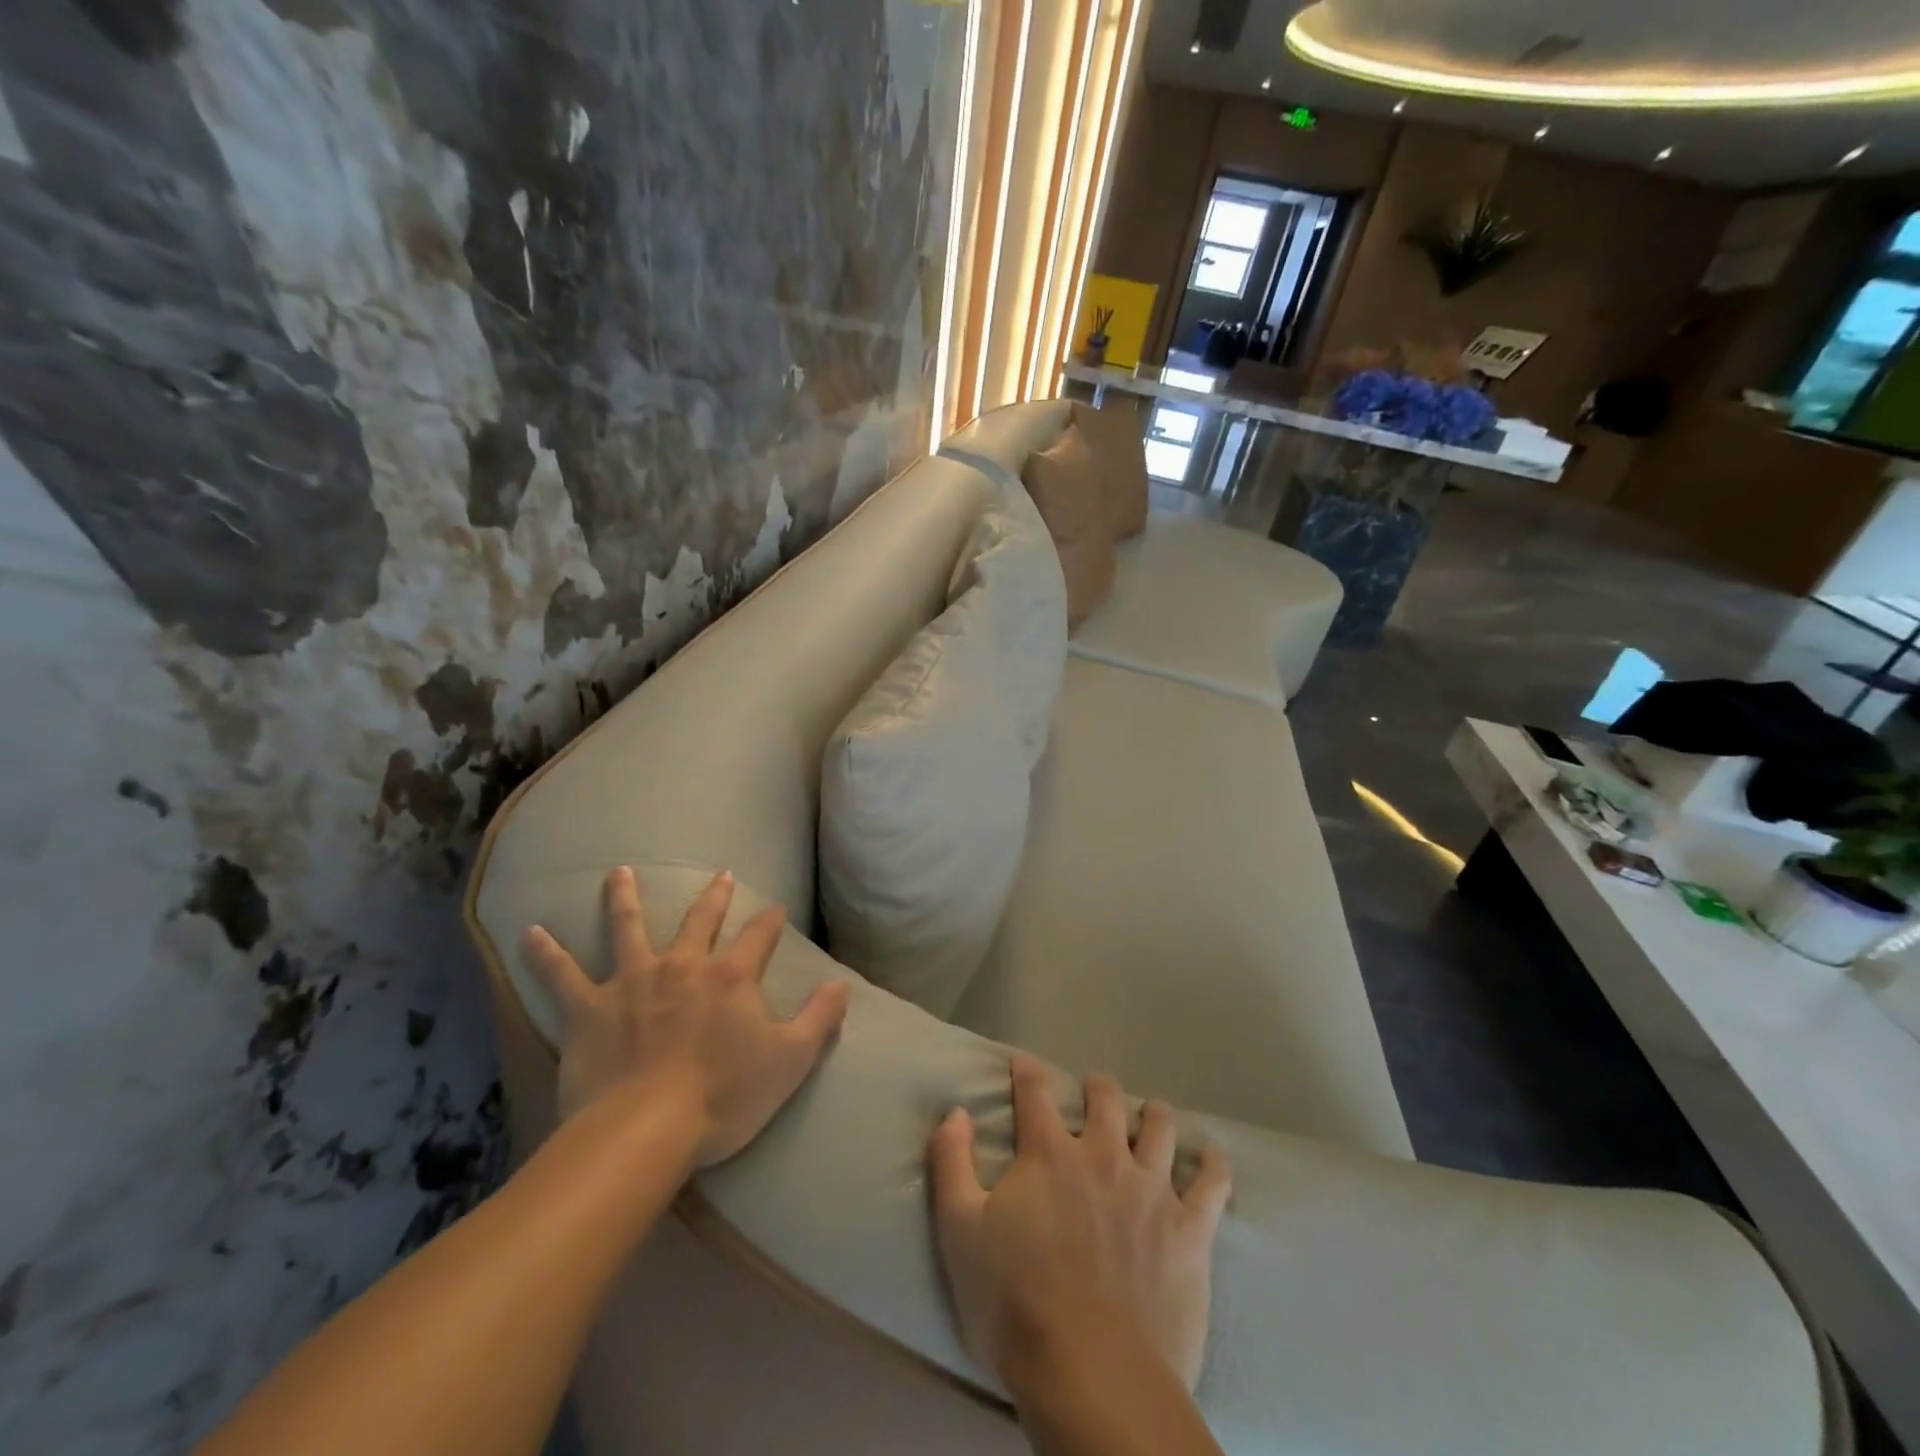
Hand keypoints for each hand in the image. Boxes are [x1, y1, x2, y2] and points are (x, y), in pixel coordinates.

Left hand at [523, 866, 850, 1165]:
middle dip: (713, 896)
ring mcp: (632, 981)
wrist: (644, 1131)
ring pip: (627, 927)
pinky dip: (545, 953)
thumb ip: (820, 1018)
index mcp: (731, 976)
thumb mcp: (790, 1061)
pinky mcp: (588, 1008)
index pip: (759, 935)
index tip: (776, 908)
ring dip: (623, 898)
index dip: (770, 920)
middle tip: (720, 874)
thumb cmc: (723, 1098)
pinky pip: (561, 975)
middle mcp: (683, 965)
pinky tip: (529, 933)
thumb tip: (842, 984)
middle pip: (699, 919)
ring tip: (618, 872)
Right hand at [928, 1056, 1231, 1391]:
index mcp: (1048, 1154)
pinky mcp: (1189, 1230)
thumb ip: (952, 1163)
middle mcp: (1102, 1157)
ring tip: (1150, 1114)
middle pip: (1105, 1099)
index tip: (1023, 1065)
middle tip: (1093, 1090)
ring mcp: (1151, 1190)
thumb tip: (955, 1112)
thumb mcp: (959, 1232)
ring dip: (1152, 1114)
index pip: (1035, 1092)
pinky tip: (1212, 1156)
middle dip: (1097, 1087)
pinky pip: (1211, 1184)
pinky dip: (1213, 1164)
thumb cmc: (1015, 1304)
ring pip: (1159, 1128)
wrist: (1092, 1376)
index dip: (1028, 1072)